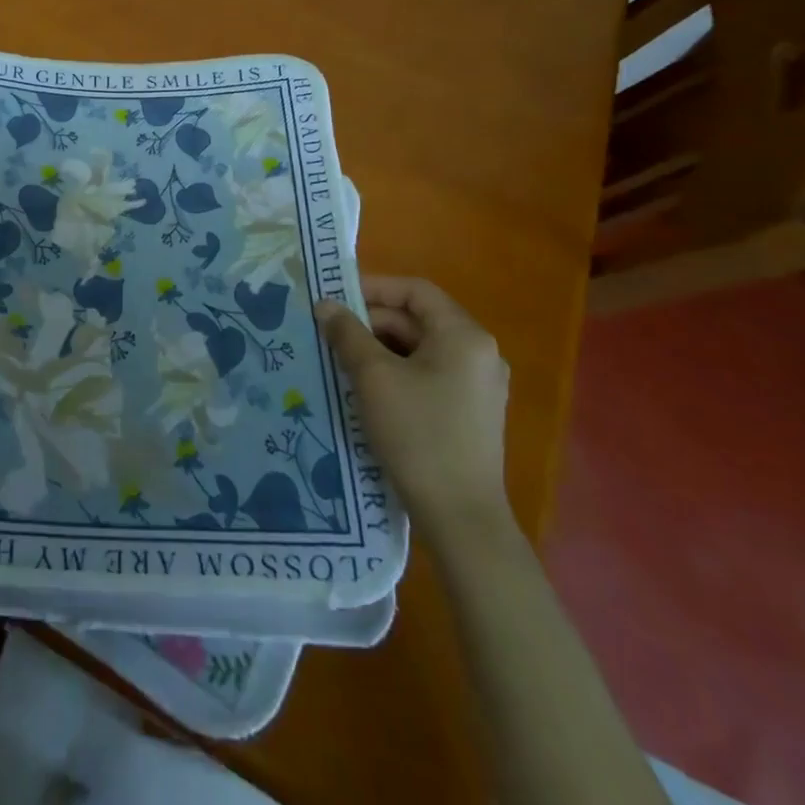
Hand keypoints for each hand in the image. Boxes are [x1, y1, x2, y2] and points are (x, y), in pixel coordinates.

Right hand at [316, 276, 512, 543]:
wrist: (460, 516)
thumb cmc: (418, 434)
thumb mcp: (373, 377)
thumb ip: (347, 333)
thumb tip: (325, 305)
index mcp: (464, 336)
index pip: (415, 291)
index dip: (373, 287)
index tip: (334, 298)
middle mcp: (479, 353)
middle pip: (417, 319)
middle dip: (370, 322)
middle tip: (329, 333)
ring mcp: (477, 385)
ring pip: (419, 348)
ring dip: (378, 348)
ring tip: (340, 359)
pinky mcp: (469, 412)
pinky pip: (427, 374)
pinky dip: (395, 371)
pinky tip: (365, 388)